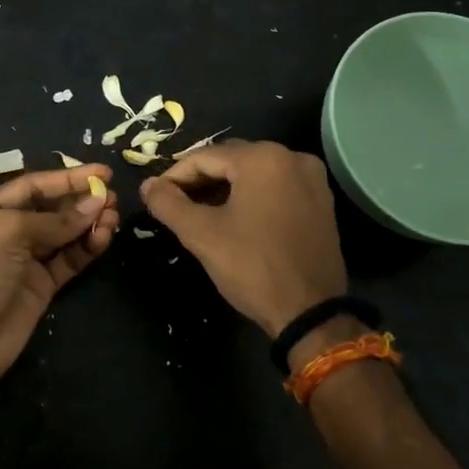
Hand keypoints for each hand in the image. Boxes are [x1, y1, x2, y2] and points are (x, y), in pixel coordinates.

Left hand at [0, 165, 119, 390]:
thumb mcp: (8, 231)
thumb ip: (54, 219)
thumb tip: (97, 204)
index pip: (33, 186)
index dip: (68, 178)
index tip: (103, 172)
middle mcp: (5, 231)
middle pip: (51, 208)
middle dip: (81, 201)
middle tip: (113, 197)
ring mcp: (25, 260)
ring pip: (64, 234)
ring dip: (89, 223)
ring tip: (113, 216)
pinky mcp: (42, 286)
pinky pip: (69, 260)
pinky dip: (87, 248)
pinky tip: (104, 238)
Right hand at [140, 141, 346, 337]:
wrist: (310, 312)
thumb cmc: (252, 267)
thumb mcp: (201, 234)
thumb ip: (168, 204)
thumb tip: (147, 185)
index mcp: (262, 158)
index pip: (204, 157)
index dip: (174, 176)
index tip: (155, 197)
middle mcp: (292, 157)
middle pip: (231, 159)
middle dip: (200, 179)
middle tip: (175, 204)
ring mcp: (311, 178)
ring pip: (254, 172)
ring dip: (224, 187)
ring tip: (199, 212)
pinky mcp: (321, 200)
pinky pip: (276, 186)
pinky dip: (251, 195)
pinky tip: (234, 217)